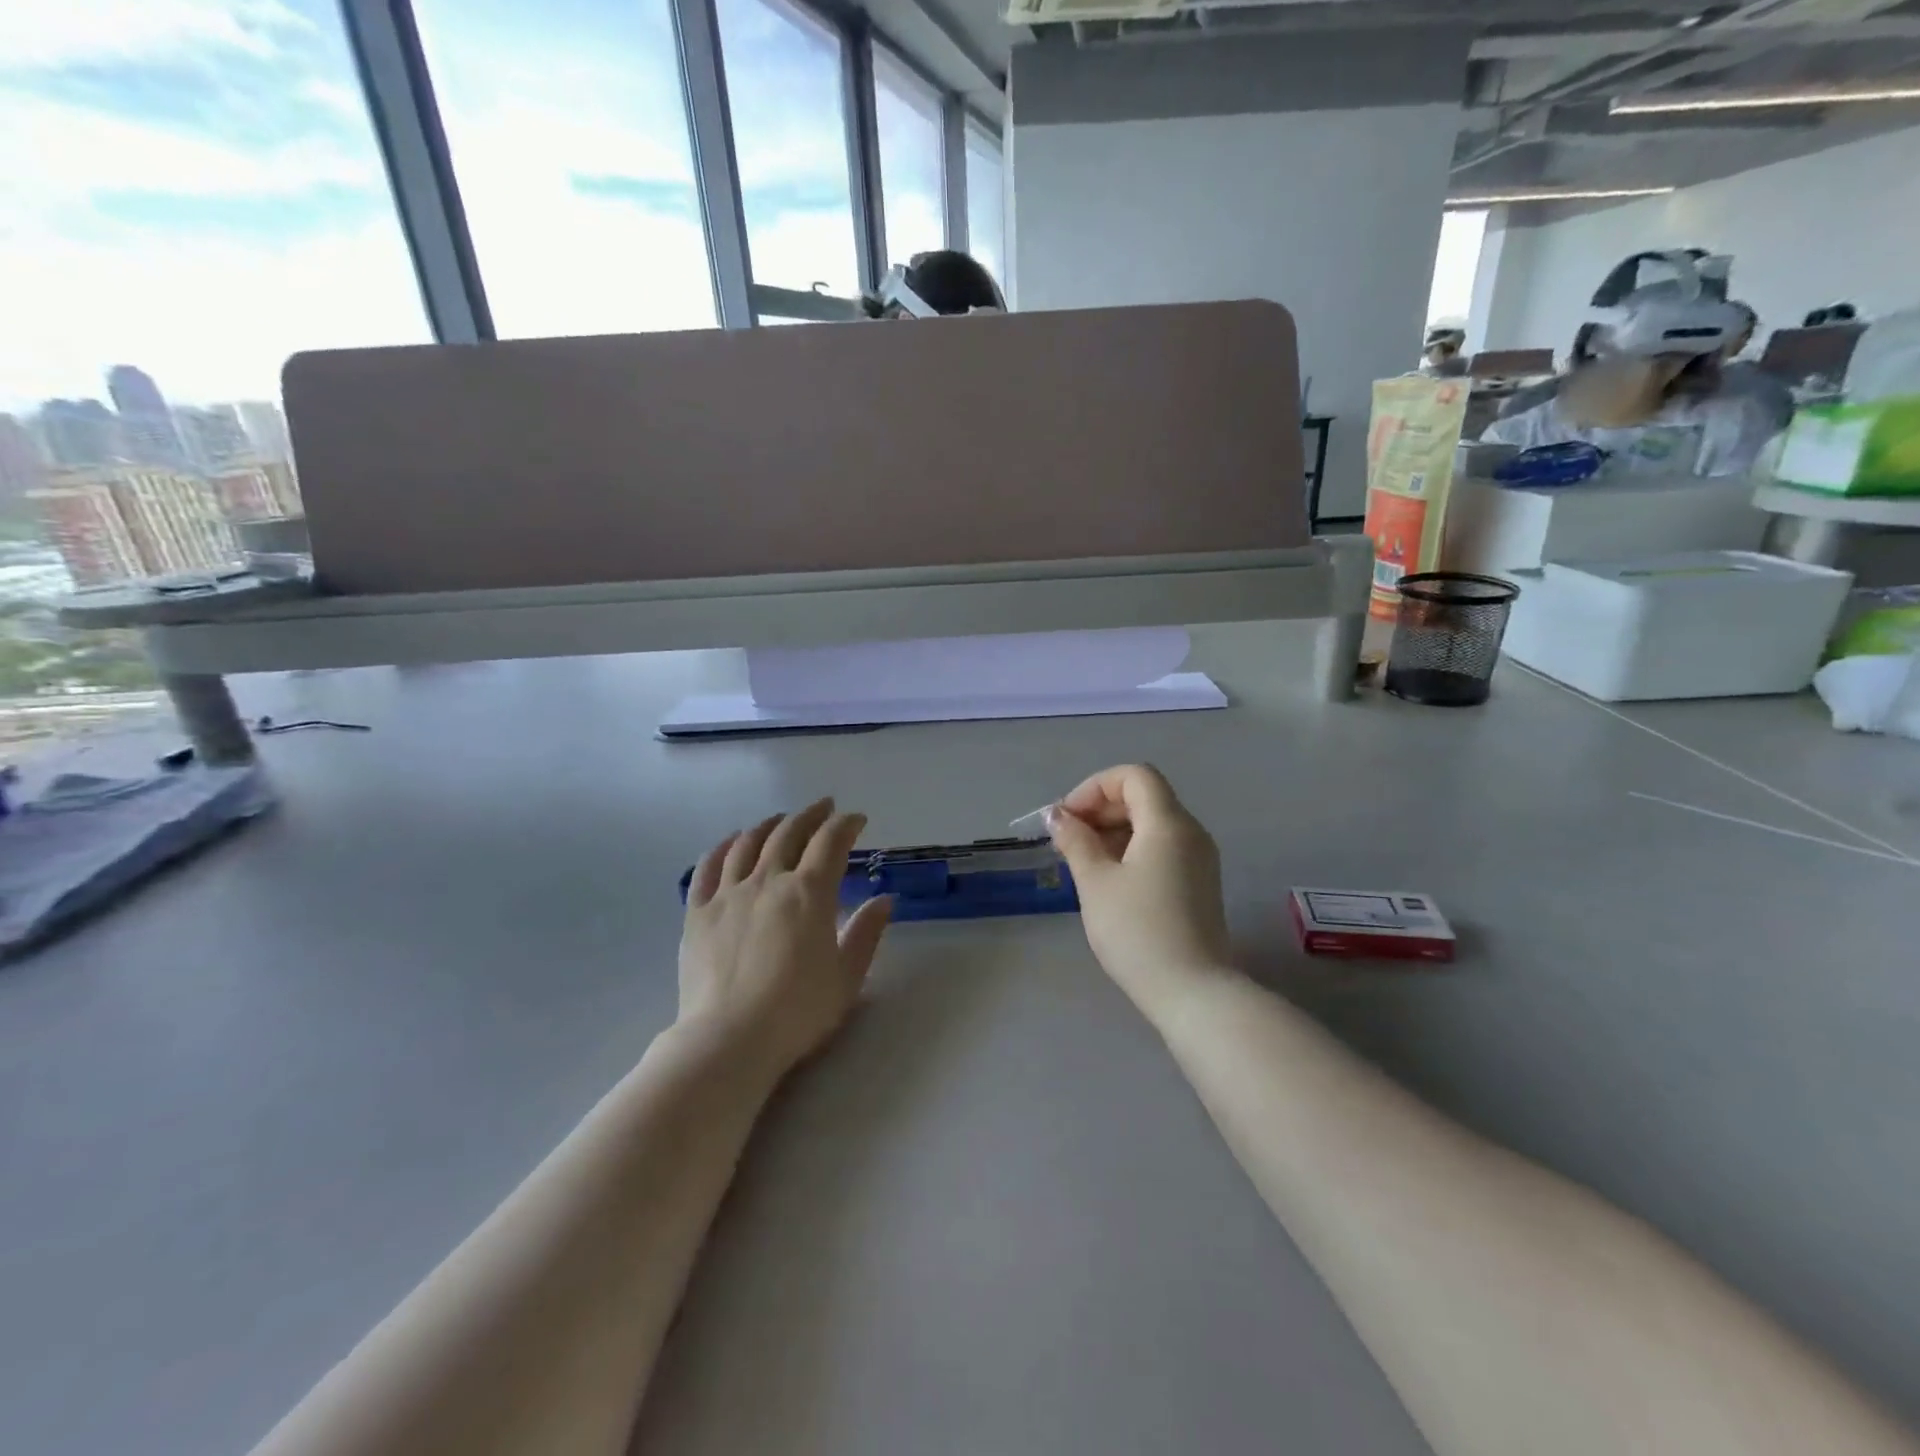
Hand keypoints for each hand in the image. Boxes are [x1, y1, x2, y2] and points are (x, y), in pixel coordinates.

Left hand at [679, 798, 892, 1079]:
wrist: (729, 1039)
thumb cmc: (797, 1011)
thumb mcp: (847, 976)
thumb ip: (866, 933)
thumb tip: (883, 900)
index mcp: (809, 893)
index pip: (831, 842)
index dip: (846, 825)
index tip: (857, 820)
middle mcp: (768, 880)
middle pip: (789, 833)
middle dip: (811, 815)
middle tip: (824, 808)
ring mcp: (728, 893)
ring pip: (748, 843)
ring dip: (769, 824)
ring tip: (779, 820)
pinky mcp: (698, 912)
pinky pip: (708, 867)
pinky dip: (723, 847)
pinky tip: (731, 842)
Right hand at [1046, 764, 1235, 1019]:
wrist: (1192, 993)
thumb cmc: (1137, 932)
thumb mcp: (1095, 882)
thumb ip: (1075, 841)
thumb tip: (1058, 815)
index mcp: (1168, 823)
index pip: (1134, 776)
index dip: (1095, 787)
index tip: (1069, 819)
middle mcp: (1191, 832)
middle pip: (1144, 797)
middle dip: (1101, 809)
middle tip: (1068, 841)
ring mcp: (1199, 859)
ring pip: (1152, 824)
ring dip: (1114, 831)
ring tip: (1083, 863)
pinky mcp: (1199, 883)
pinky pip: (1162, 848)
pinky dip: (1132, 850)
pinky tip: (1109, 880)